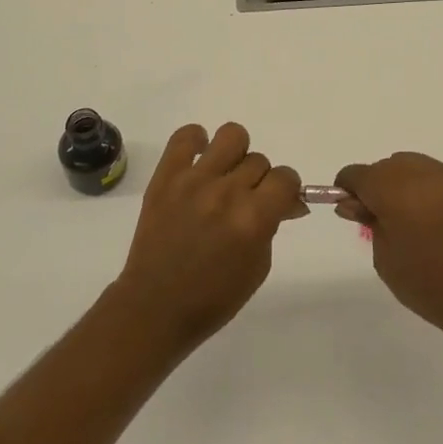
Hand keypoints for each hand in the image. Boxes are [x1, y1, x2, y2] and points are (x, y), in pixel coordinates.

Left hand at [113, 122, 305, 352]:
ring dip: (235, 154)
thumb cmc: (214, 297)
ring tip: (223, 175)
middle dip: (258, 180)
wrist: (155, 307)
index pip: (286, 178)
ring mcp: (194, 181)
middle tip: (244, 201)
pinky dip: (196, 141)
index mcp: (253, 218)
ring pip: (231, 135)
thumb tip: (287, 200)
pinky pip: (185, 136)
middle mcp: (226, 193)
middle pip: (259, 160)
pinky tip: (198, 162)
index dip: (286, 189)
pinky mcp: (166, 177)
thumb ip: (272, 225)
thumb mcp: (258, 266)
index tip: (278, 201)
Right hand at [334, 152, 442, 345]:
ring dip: (397, 183)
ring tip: (403, 216)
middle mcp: (418, 173)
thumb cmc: (427, 282)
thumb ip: (367, 221)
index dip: (347, 189)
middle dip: (373, 186)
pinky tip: (425, 214)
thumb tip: (355, 203)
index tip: (349, 211)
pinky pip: (429, 174)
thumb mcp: (384, 256)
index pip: (357, 174)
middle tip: (376, 219)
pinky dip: (420, 186)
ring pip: (407, 165)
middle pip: (383, 167)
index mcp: (393, 190)